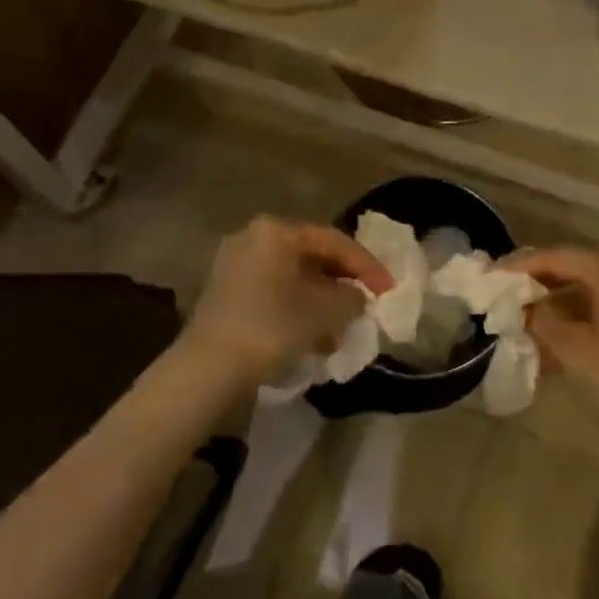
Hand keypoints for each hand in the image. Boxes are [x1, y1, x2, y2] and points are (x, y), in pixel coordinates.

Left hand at [183, 216, 393, 382]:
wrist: (208, 368)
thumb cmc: (272, 326)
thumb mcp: (325, 311)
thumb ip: (351, 297)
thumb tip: (357, 296)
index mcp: (276, 230)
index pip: (333, 240)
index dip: (366, 265)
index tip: (389, 288)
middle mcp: (252, 237)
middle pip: (311, 255)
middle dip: (342, 281)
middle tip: (367, 301)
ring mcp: (234, 264)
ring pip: (292, 276)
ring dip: (321, 298)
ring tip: (343, 325)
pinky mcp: (225, 293)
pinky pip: (273, 291)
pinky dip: (297, 307)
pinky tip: (313, 336)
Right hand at [502, 248, 598, 448]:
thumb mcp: (575, 349)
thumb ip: (542, 319)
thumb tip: (521, 306)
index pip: (559, 257)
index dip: (522, 266)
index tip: (491, 276)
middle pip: (572, 267)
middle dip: (536, 282)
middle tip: (502, 295)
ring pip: (584, 288)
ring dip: (553, 302)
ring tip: (521, 320)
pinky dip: (573, 317)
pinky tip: (549, 338)